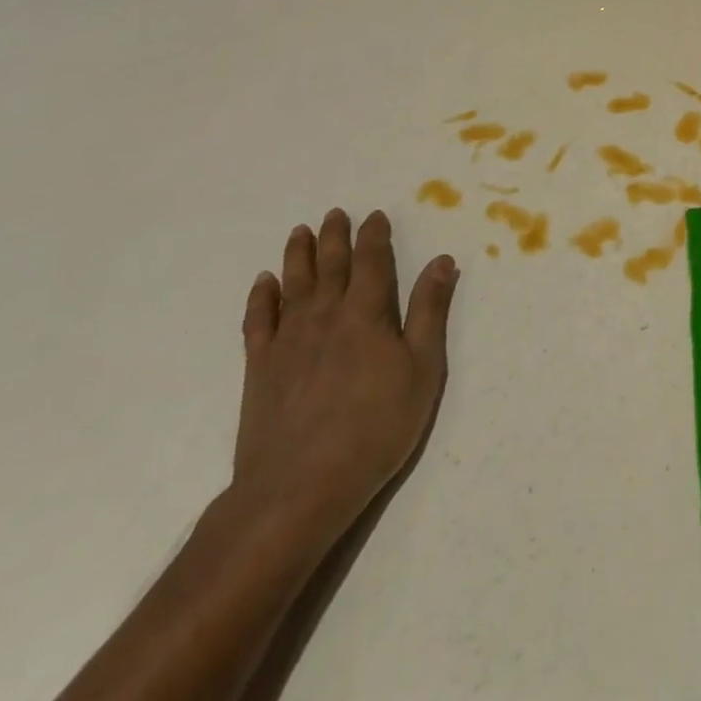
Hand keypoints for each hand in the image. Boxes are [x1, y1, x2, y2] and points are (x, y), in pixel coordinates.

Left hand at [233, 209, 457, 535]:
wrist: (298, 487)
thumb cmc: (375, 427)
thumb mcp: (422, 369)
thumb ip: (429, 312)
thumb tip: (441, 261)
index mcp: (366, 315)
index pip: (372, 263)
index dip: (374, 236)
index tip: (375, 215)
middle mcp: (325, 317)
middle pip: (330, 267)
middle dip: (335, 237)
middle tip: (335, 213)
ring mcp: (288, 342)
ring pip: (294, 286)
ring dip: (298, 256)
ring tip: (300, 232)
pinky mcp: (260, 369)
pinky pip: (258, 322)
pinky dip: (261, 298)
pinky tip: (263, 283)